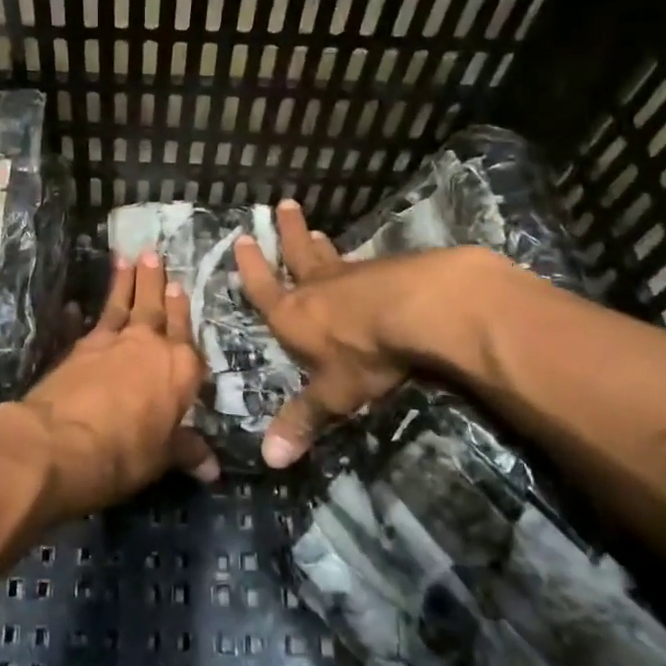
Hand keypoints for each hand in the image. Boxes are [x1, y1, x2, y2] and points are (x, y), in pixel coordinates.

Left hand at [16, 252, 211, 514]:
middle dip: (155, 281)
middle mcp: (149, 345)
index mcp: (180, 368)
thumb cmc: (124, 452)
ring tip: (126, 258)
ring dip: (124, 282)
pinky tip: (76, 304)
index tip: (181, 287)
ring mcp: (111, 342)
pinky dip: (81, 312)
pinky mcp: (78, 347)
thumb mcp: (162, 457)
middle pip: (155, 307)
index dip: (182, 311)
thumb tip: (213, 468)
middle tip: (153, 253)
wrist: (60, 441)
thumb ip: (186, 450)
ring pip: (122, 305)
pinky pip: (86, 323)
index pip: (186, 334)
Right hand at [233, 200, 467, 466]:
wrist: (421, 311)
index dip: (252, 267)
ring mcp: (353, 276)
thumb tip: (269, 460)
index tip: (244, 239)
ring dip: (320, 244)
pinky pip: (364, 264)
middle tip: (284, 205)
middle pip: (297, 254)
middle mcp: (317, 289)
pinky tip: (368, 262)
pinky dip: (358, 261)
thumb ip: (304, 420)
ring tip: (316, 229)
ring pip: (330, 256)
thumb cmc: (365, 354)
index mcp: (293, 315)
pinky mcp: (388, 272)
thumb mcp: (333, 394)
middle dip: (288, 232)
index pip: (264, 287)